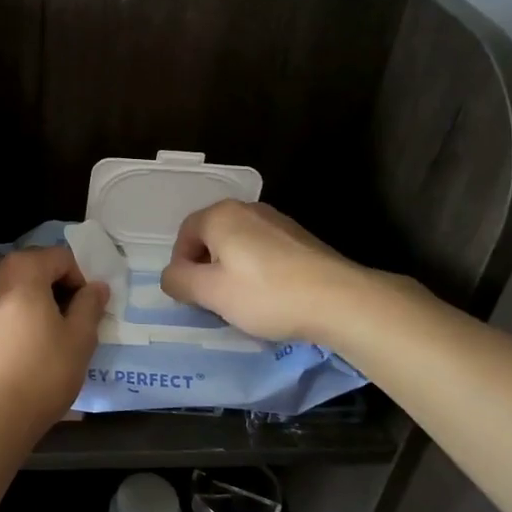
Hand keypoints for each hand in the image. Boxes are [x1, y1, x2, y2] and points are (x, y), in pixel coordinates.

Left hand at [0, 246, 108, 429]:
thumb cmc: (43, 371)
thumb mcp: (80, 338)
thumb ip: (90, 305)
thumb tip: (97, 287)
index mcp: (23, 269)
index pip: (62, 257)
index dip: (81, 279)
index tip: (89, 310)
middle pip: (36, 268)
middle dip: (59, 289)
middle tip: (75, 321)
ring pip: (17, 289)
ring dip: (39, 303)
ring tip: (53, 336)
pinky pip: (2, 308)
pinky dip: (19, 317)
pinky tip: (29, 347)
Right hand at [161, 200, 362, 343]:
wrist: (340, 300)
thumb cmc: (266, 294)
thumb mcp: (211, 293)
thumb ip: (179, 281)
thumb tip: (170, 275)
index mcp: (221, 215)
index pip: (184, 234)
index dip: (180, 265)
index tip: (191, 295)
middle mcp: (248, 209)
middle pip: (212, 237)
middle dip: (206, 268)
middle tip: (213, 300)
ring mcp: (278, 221)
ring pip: (239, 245)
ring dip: (232, 270)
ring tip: (243, 301)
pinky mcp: (301, 238)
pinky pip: (264, 251)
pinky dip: (258, 271)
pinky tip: (271, 296)